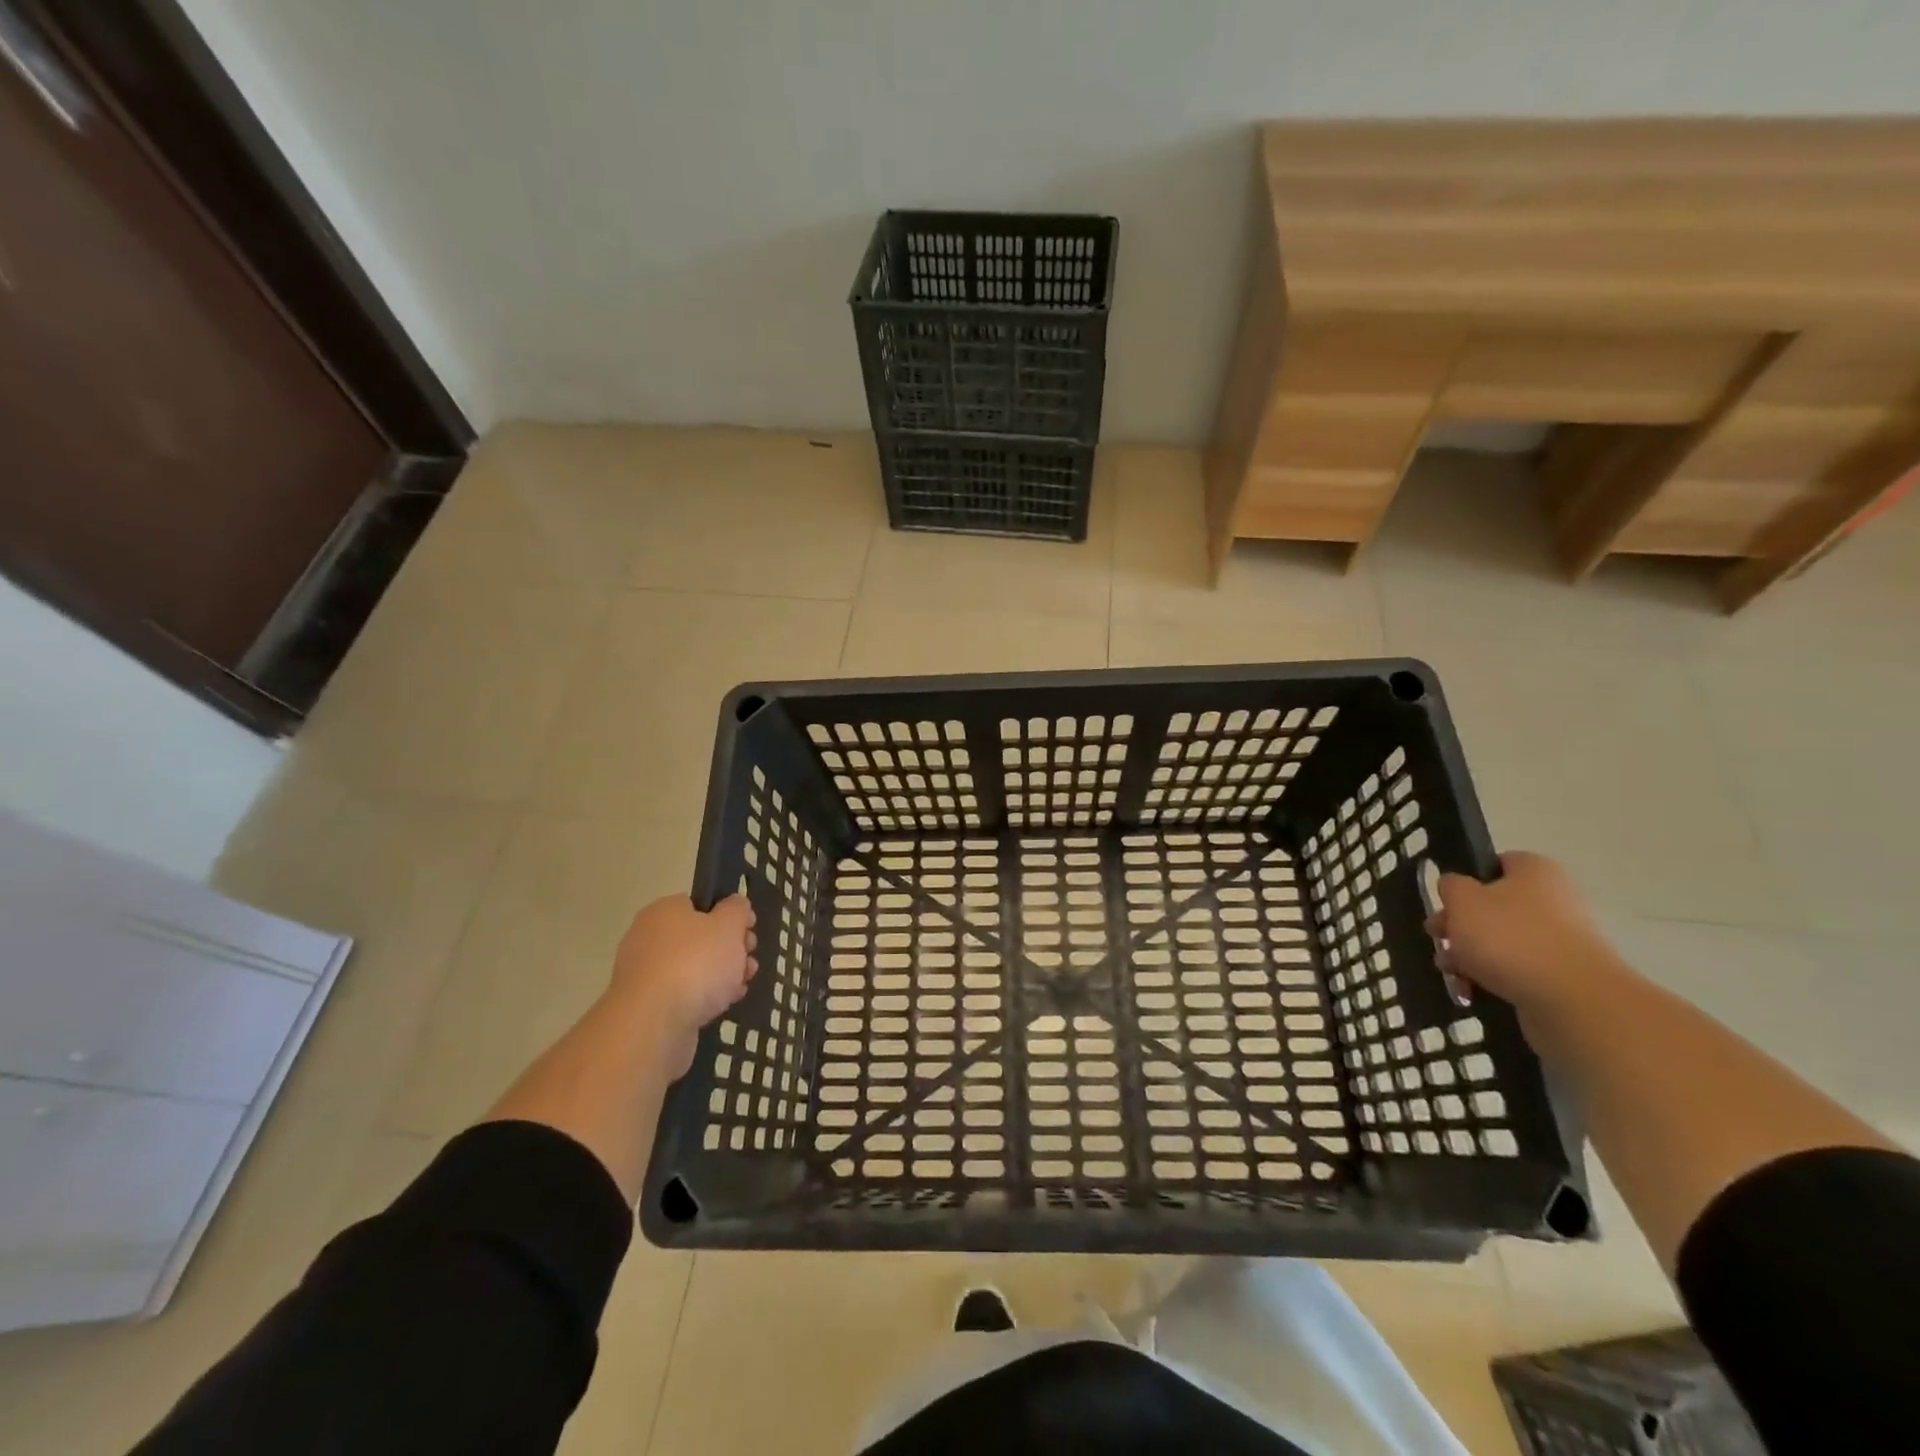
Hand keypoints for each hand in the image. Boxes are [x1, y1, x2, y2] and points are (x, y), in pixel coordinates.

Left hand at [609, 894, 756, 1076]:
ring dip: (721, 975)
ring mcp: (645, 974)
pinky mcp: (648, 1006)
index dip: (729, 916)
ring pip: (694, 968)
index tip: (749, 931)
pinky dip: (703, 998)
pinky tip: (722, 1006)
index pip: (700, 905)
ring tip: (741, 986)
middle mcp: (648, 938)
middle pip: (700, 938)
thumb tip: (735, 905)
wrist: (653, 1025)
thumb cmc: (695, 964)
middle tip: (749, 960)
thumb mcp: (729, 925)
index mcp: (664, 911)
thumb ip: (737, 910)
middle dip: (730, 949)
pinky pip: (683, 994)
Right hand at [1427, 852, 1622, 1013]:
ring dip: (1468, 956)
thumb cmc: (1510, 937)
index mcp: (1536, 872)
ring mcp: (1561, 941)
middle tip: (1438, 939)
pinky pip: (1516, 971)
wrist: (1573, 1001)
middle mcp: (1554, 901)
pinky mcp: (1562, 977)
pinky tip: (1471, 991)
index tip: (1446, 902)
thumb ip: (1450, 886)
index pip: (1495, 864)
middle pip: (1492, 907)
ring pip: (1500, 942)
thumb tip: (1457, 889)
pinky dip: (1490, 979)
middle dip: (1459, 926)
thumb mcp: (1462, 900)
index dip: (1465, 881)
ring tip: (1452, 973)